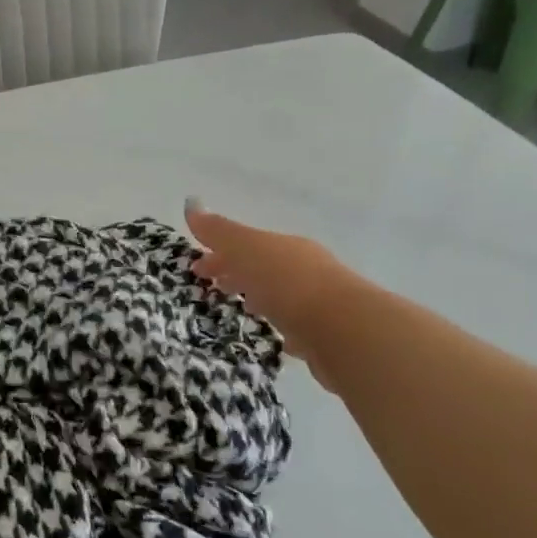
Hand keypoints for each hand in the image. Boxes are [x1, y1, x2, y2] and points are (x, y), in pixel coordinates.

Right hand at [186, 200, 359, 387]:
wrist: (345, 331)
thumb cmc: (288, 283)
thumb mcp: (247, 250)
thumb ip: (219, 231)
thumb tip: (191, 202)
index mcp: (285, 246)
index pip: (245, 244)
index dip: (218, 252)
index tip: (196, 268)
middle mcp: (305, 268)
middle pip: (263, 266)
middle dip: (237, 272)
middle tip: (212, 286)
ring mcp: (319, 301)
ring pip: (281, 294)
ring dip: (260, 296)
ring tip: (241, 309)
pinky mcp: (326, 335)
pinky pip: (298, 325)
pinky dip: (283, 325)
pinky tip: (276, 335)